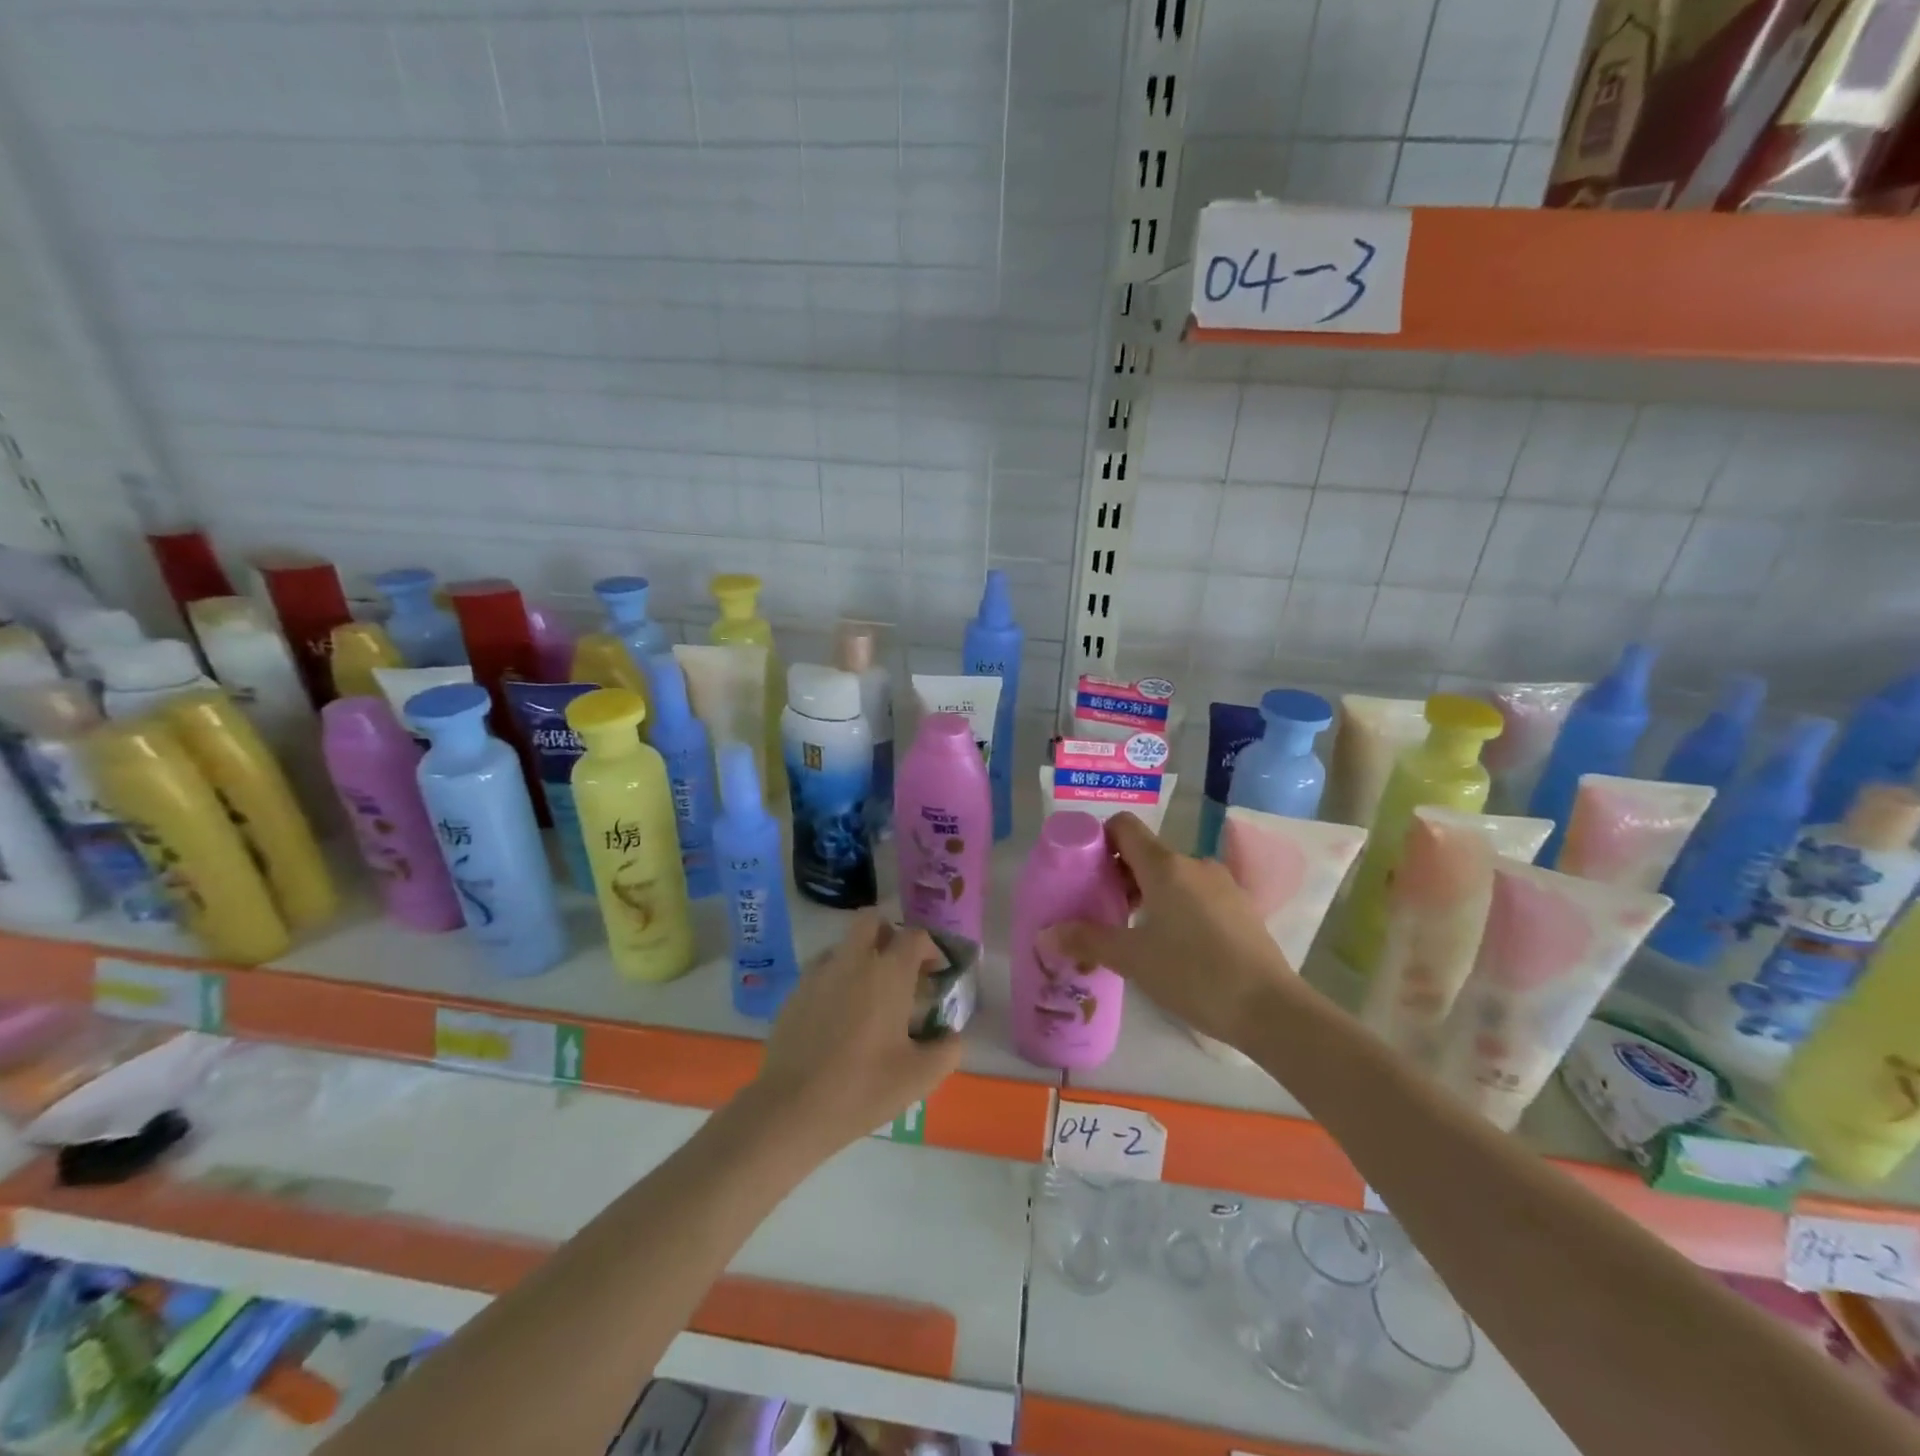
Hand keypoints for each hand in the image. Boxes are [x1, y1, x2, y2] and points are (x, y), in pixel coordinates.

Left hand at [750, 910, 964, 1153]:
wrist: (792, 1108)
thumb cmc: (863, 1087)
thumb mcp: (920, 1076)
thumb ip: (947, 1050)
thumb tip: (951, 1035)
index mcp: (888, 973)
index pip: (915, 936)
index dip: (930, 949)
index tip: (935, 974)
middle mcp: (853, 961)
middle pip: (872, 921)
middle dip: (889, 934)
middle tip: (899, 968)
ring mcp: (819, 974)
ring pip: (844, 945)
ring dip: (861, 957)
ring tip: (869, 996)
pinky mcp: (795, 993)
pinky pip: (822, 970)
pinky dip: (837, 980)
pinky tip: (840, 1016)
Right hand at [1040, 812, 1294, 1051]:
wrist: (1270, 1009)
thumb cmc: (1193, 974)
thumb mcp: (1132, 959)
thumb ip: (1087, 940)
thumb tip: (1046, 933)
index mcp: (1165, 866)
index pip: (1124, 826)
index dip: (1099, 839)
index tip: (1084, 870)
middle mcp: (1193, 864)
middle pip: (1146, 853)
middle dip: (1119, 874)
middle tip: (1102, 910)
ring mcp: (1222, 884)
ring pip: (1172, 875)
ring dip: (1148, 893)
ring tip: (1134, 932)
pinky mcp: (1240, 907)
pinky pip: (1196, 893)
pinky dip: (1176, 906)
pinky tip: (1173, 945)